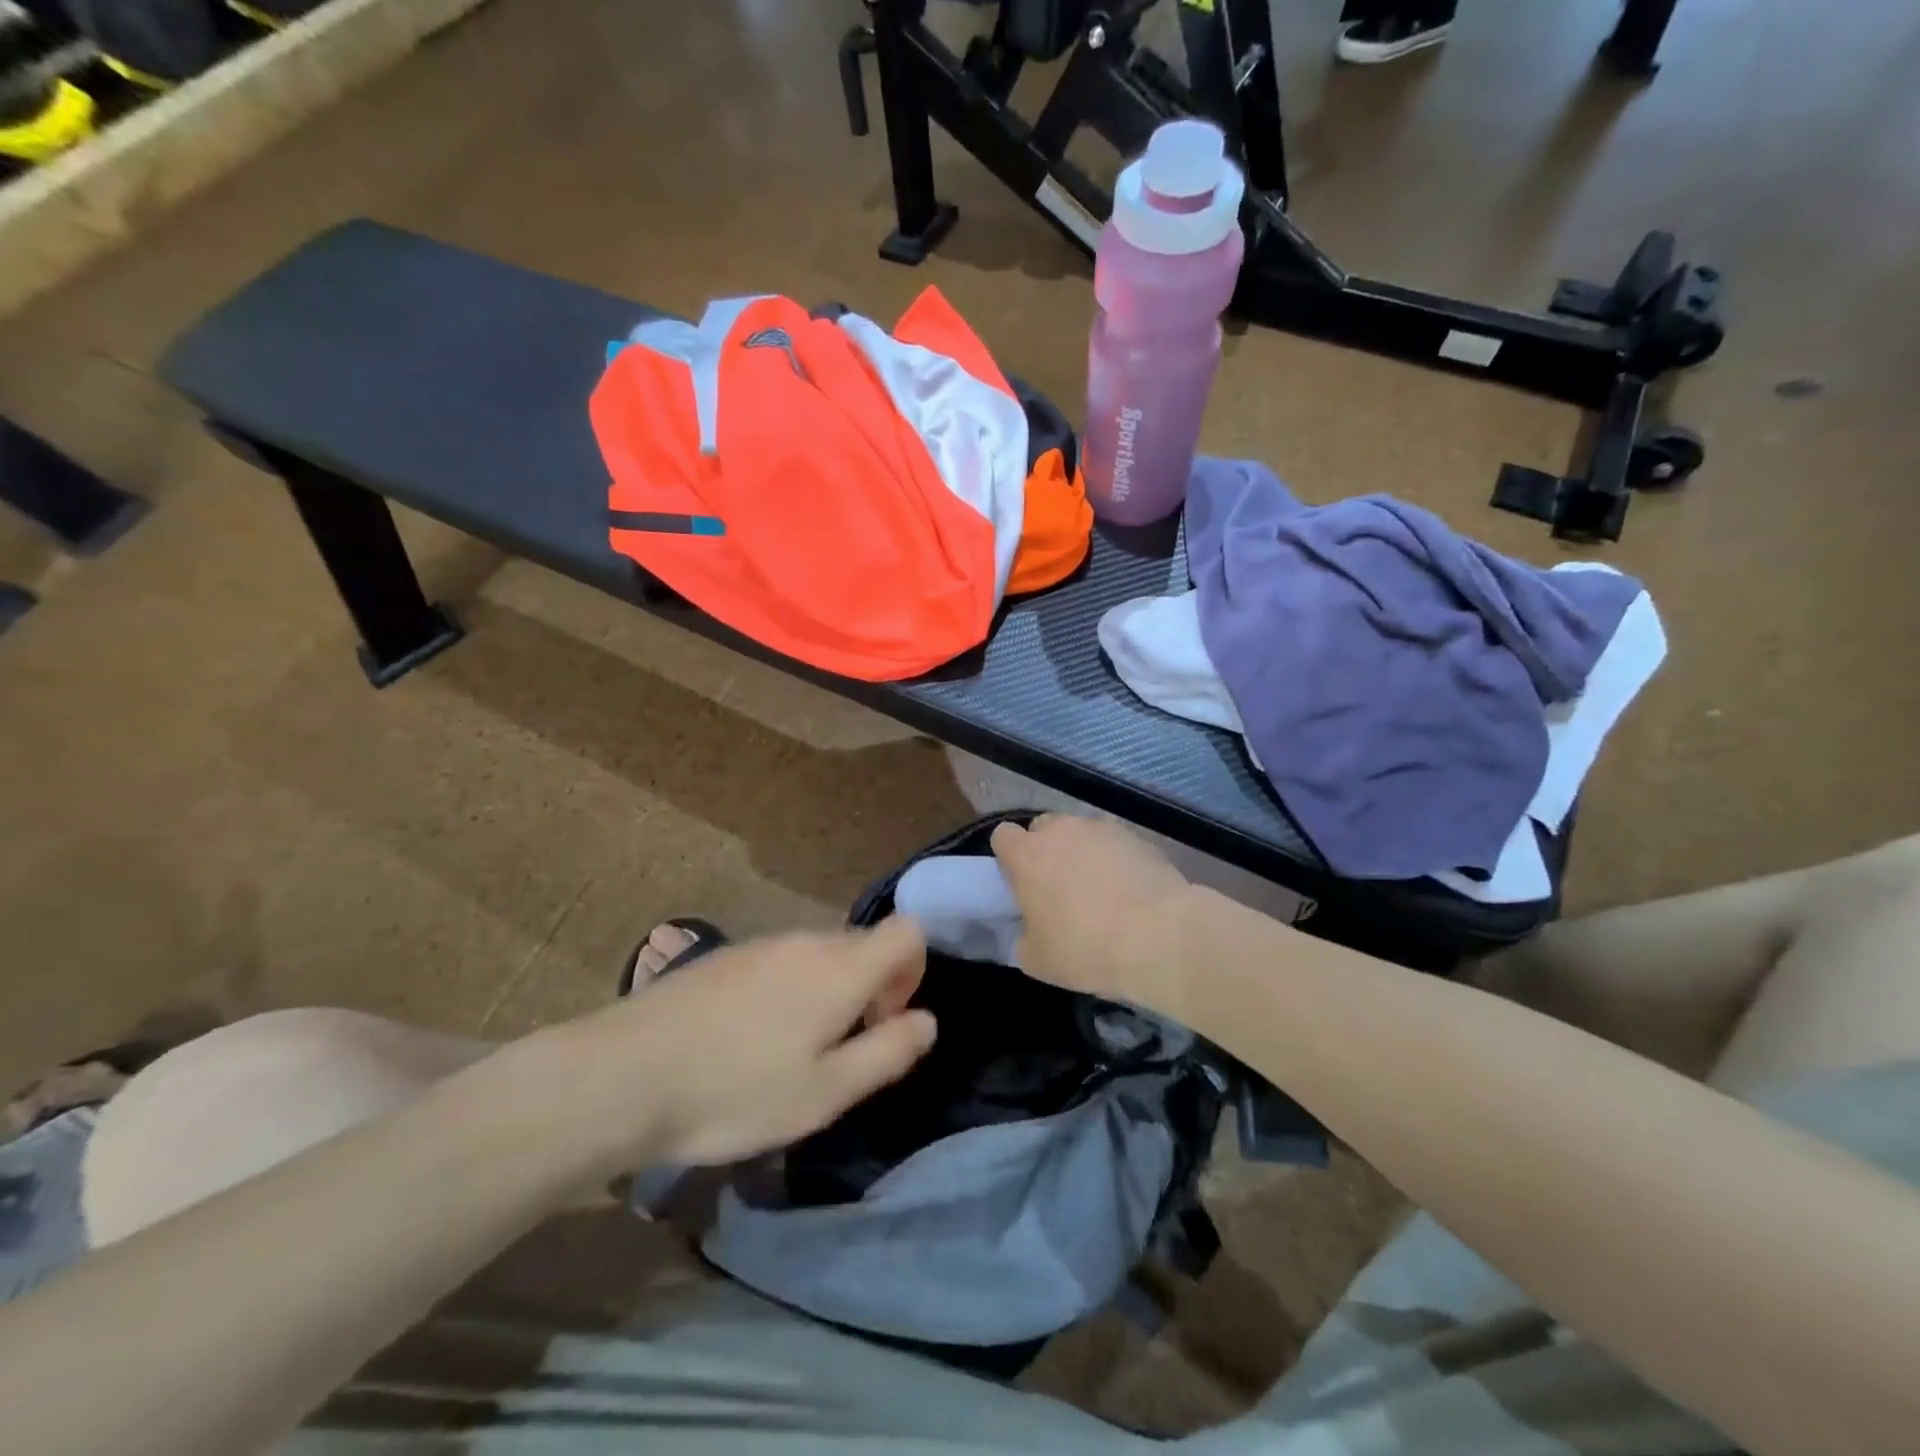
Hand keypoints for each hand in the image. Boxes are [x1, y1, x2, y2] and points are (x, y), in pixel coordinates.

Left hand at [534, 919, 934, 1174]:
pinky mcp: (725, 957)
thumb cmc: (736, 1091)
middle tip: (843, 1051)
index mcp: (840, 967)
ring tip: (794, 1053)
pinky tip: (750, 1041)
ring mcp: (761, 944)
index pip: (906, 931)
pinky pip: (781, 962)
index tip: (887, 1020)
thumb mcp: (825, 1093)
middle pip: (863, 945)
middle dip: (872, 989)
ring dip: (829, 992)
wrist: (623, 1075)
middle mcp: (806, 941)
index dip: (914, 970)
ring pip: (820, 955)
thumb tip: (928, 1021)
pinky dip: (790, 990)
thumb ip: (887, 1053)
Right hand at [990, 815, 1196, 1012]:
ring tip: (1099, 890)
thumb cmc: (1086, 948)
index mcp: (1027, 855)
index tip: (1019, 882)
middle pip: (1043, 828)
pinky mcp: (1138, 838)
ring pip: (1081, 833)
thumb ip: (1023, 937)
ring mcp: (1102, 829)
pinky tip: (1129, 892)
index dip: (1008, 857)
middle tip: (1057, 887)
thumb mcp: (1037, 960)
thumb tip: (1029, 930)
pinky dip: (1115, 860)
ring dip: (1082, 853)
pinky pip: (1115, 844)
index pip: (1003, 836)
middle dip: (1046, 850)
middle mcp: (1061, 830)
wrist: (1160, 938)